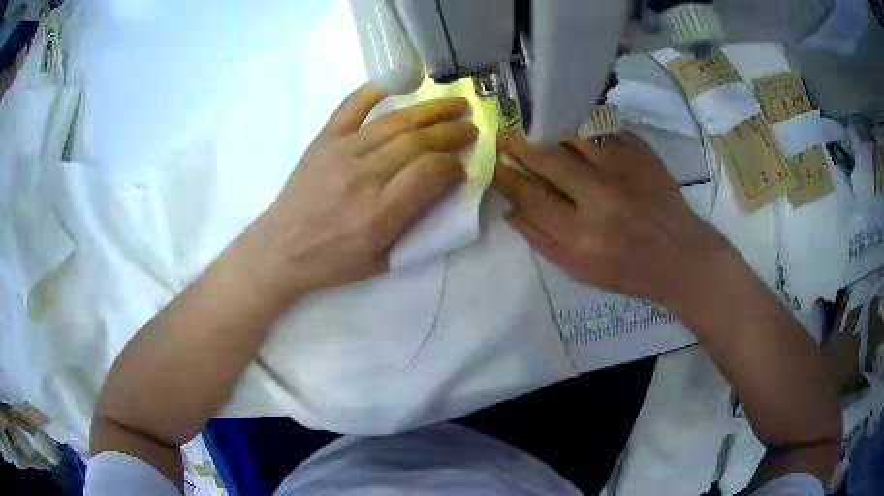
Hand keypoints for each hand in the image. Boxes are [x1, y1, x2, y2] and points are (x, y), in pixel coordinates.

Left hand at [254, 84, 476, 298]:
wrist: (282, 248)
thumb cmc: (333, 261)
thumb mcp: (383, 260)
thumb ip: (418, 227)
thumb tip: (445, 187)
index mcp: (379, 213)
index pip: (430, 172)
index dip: (453, 165)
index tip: (462, 166)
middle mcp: (363, 177)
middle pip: (417, 142)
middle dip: (451, 132)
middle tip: (471, 127)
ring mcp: (341, 152)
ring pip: (395, 121)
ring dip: (431, 110)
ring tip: (456, 104)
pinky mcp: (324, 140)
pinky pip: (352, 105)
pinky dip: (376, 90)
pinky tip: (400, 84)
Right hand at [493, 131, 735, 308]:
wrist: (680, 255)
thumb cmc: (629, 271)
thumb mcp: (580, 271)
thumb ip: (542, 241)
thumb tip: (510, 210)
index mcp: (581, 235)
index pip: (530, 197)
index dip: (506, 178)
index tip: (494, 166)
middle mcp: (599, 197)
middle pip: (547, 159)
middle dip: (520, 146)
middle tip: (506, 137)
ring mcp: (622, 169)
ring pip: (572, 136)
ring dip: (550, 132)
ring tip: (540, 131)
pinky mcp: (640, 152)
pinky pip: (602, 130)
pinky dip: (584, 130)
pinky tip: (578, 134)